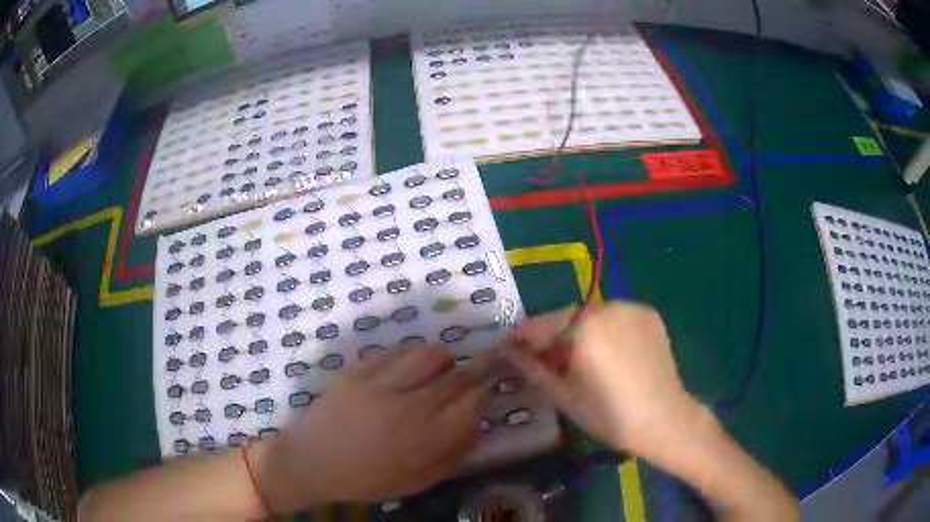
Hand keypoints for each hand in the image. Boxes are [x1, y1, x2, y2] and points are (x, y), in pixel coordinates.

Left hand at [251, 345, 491, 511]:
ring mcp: (381, 384)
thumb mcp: (418, 480)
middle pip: (458, 375)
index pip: (473, 402)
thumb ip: (453, 454)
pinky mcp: (358, 370)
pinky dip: (409, 358)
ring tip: (438, 371)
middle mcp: (409, 406)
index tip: (484, 392)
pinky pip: (396, 351)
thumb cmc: (367, 479)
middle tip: (472, 375)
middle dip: (473, 372)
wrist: (311, 462)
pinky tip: (404, 371)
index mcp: (426, 439)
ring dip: (443, 360)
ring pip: (430, 354)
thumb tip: (477, 423)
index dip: (485, 392)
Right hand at [502, 302, 703, 460]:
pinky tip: (611, 354)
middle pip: (567, 317)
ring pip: (592, 315)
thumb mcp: (563, 395)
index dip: (522, 338)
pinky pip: (617, 317)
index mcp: (582, 327)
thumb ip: (531, 367)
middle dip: (554, 337)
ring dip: (581, 332)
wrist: (663, 419)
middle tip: (550, 362)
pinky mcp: (649, 314)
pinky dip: (607, 330)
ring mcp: (631, 307)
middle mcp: (607, 307)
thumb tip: (505, 350)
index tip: (511, 350)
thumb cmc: (608, 414)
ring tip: (584, 360)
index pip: (539, 325)